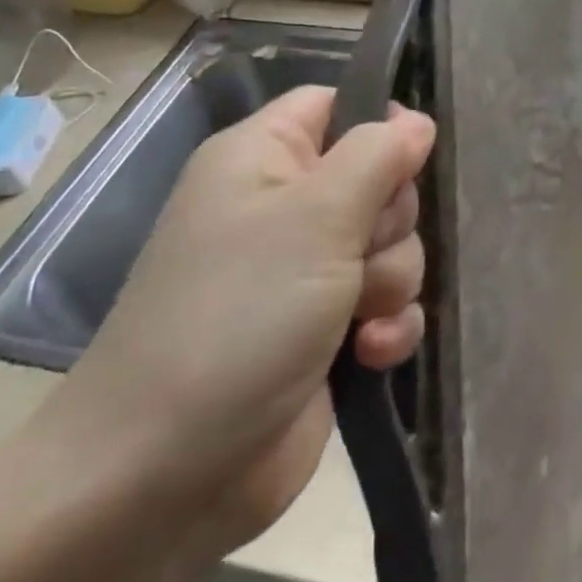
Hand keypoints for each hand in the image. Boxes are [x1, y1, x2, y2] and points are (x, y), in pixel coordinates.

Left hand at [45, 86, 433, 557]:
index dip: (378, 123)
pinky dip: (387, 326)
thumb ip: (377, 156)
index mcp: (263, 158)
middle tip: (358, 252)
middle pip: (377, 177)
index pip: (334, 104)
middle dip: (389, 221)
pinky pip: (387, 303)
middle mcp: (283, 207)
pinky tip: (369, 354)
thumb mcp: (317, 217)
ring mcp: (304, 272)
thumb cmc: (239, 316)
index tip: (408, 159)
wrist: (165, 476)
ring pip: (391, 244)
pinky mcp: (325, 331)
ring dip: (390, 280)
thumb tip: (415, 120)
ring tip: (355, 317)